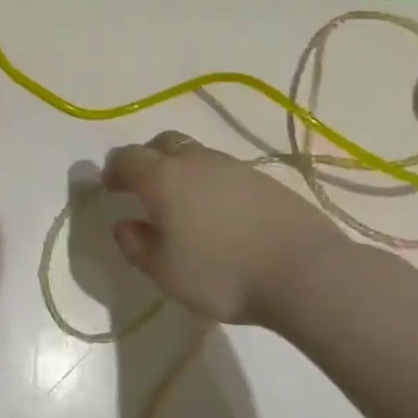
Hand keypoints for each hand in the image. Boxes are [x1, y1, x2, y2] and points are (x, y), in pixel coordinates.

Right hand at [102, 131, 349, 327]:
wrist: (306, 273)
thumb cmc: (222, 274)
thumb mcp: (165, 271)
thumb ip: (136, 245)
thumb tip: (124, 224)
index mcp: (164, 178)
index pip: (127, 158)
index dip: (113, 170)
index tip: (111, 189)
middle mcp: (197, 161)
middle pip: (163, 144)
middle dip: (147, 160)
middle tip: (144, 189)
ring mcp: (235, 167)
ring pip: (197, 156)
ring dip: (182, 172)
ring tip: (184, 206)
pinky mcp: (265, 180)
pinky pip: (225, 173)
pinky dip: (212, 185)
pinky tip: (221, 216)